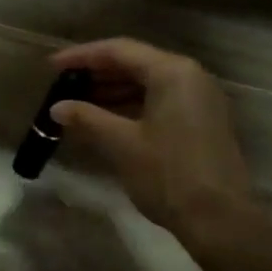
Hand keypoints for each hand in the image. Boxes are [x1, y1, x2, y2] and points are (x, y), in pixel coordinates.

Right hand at [47, 38, 255, 239]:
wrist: (219, 219)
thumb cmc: (168, 174)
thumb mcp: (122, 144)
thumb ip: (87, 118)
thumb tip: (57, 108)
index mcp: (172, 72)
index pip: (119, 50)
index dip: (82, 56)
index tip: (52, 66)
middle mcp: (190, 76)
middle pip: (135, 63)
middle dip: (97, 73)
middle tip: (62, 85)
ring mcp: (199, 99)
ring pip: (148, 83)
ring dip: (112, 91)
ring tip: (77, 103)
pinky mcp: (201, 121)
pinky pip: (160, 100)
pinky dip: (131, 105)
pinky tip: (105, 119)